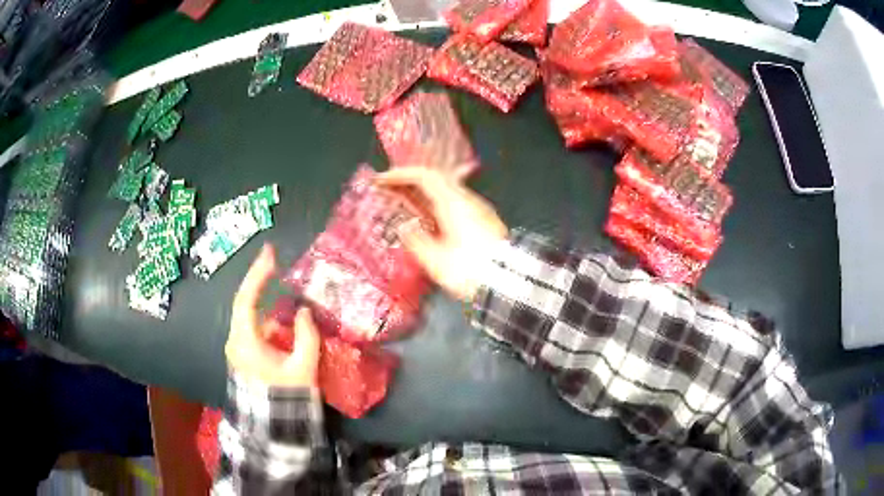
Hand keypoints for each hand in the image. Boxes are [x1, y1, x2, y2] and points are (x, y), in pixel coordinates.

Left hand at [226, 245, 320, 388]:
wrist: (274, 427)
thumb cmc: (287, 398)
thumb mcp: (303, 367)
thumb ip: (306, 336)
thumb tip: (303, 312)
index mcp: (245, 342)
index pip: (246, 299)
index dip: (258, 274)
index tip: (270, 254)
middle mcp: (235, 341)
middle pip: (245, 304)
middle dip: (260, 282)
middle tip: (274, 260)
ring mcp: (237, 348)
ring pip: (251, 317)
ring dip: (267, 305)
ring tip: (286, 298)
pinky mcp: (243, 355)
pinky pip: (254, 330)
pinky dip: (269, 323)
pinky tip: (285, 326)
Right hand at [377, 168, 507, 300]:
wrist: (509, 284)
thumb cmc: (470, 272)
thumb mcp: (436, 261)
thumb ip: (416, 241)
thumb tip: (404, 227)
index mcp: (454, 203)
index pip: (424, 177)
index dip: (400, 175)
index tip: (380, 181)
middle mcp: (467, 199)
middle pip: (436, 178)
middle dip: (409, 180)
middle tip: (389, 187)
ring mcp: (477, 208)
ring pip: (445, 189)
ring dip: (422, 191)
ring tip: (402, 200)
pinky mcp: (482, 220)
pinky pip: (453, 200)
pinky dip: (434, 201)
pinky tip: (425, 216)